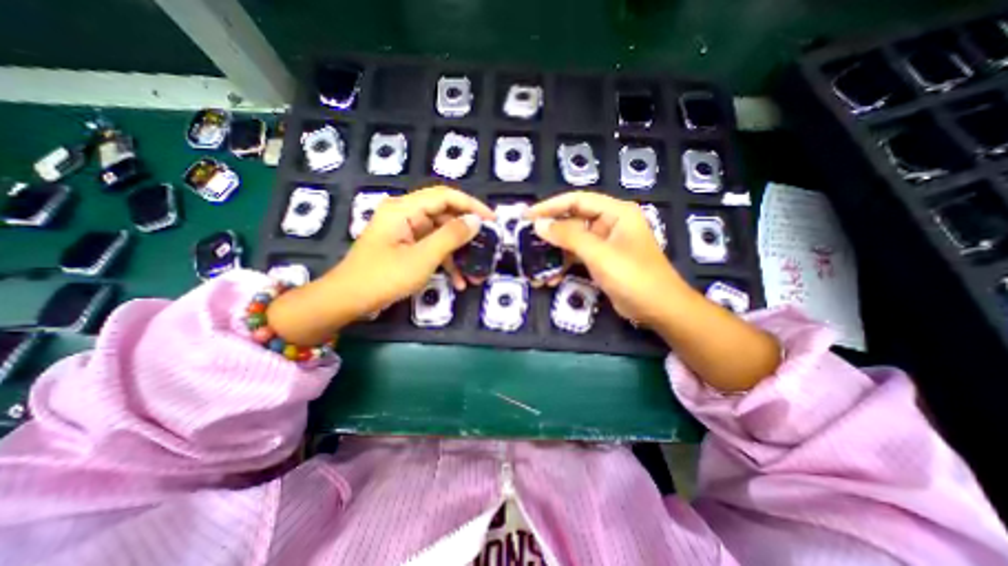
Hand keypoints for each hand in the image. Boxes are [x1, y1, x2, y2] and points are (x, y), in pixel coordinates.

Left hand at [264, 186, 492, 345]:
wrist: (348, 300)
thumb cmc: (384, 277)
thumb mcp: (423, 258)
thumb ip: (451, 236)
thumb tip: (476, 221)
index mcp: (405, 209)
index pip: (446, 196)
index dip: (472, 205)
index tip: (492, 221)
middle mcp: (405, 214)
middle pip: (445, 215)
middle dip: (467, 235)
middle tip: (487, 247)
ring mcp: (405, 231)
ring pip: (440, 235)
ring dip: (459, 254)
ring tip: (476, 274)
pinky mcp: (405, 246)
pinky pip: (431, 247)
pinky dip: (446, 262)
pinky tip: (458, 281)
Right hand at [520, 191, 694, 323]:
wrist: (659, 310)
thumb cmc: (633, 277)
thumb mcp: (599, 254)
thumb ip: (569, 236)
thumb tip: (539, 224)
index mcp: (615, 212)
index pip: (577, 200)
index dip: (550, 206)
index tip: (527, 216)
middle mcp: (610, 223)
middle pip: (573, 220)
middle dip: (550, 231)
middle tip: (526, 239)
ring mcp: (605, 243)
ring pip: (573, 240)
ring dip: (555, 252)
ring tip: (534, 262)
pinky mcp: (602, 260)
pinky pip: (578, 256)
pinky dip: (564, 264)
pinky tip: (550, 277)